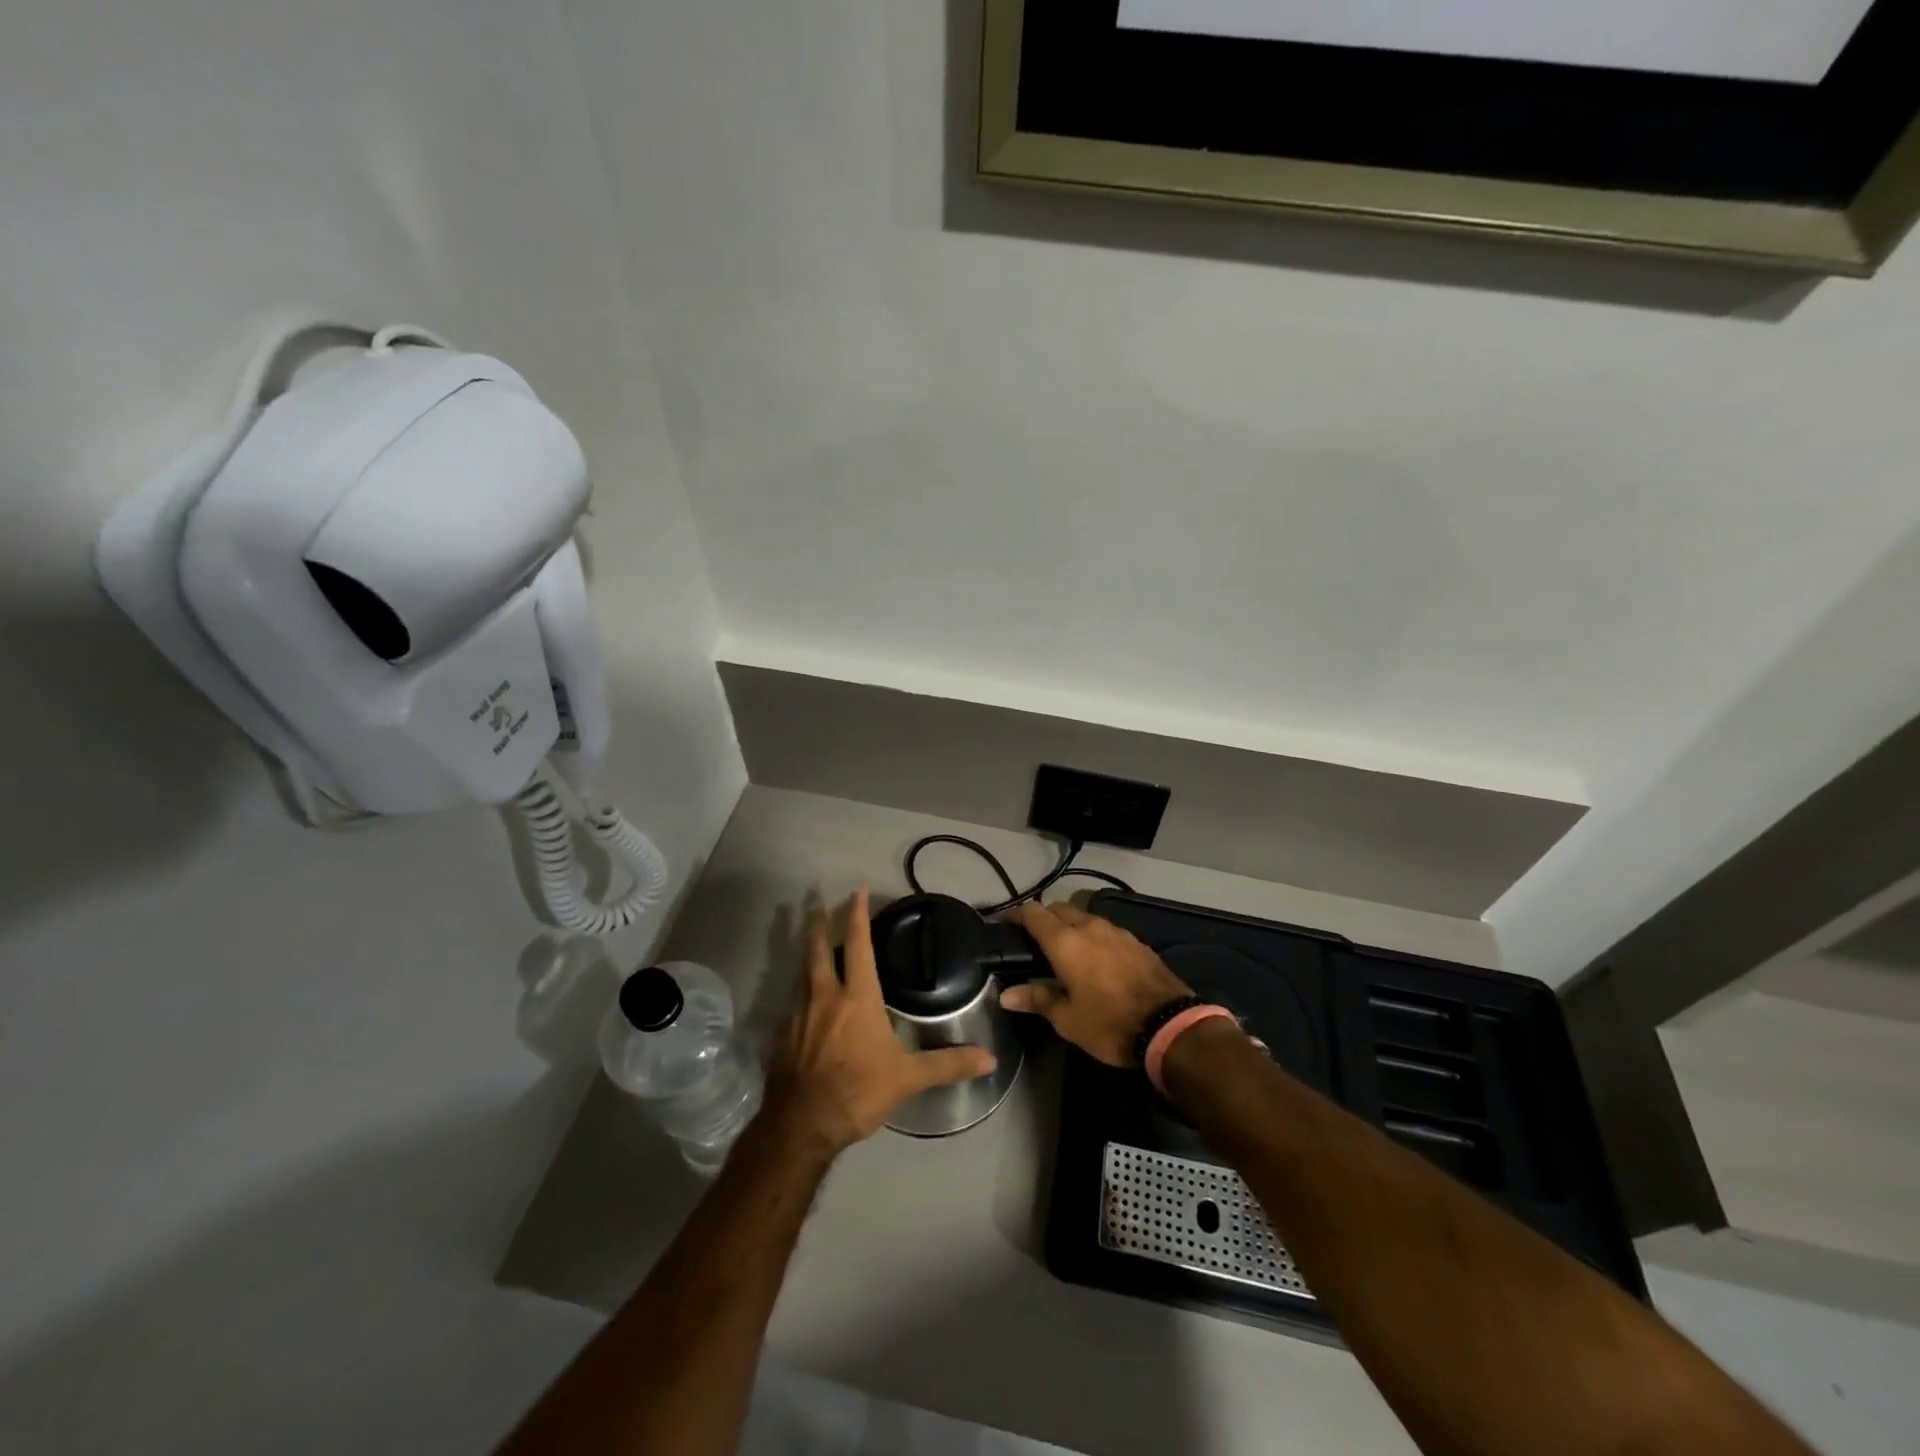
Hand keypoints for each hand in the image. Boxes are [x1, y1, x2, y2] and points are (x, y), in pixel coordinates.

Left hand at [764, 889, 996, 1155]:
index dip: (857, 915)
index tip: (857, 891)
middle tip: (817, 902)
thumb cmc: (858, 1092)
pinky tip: (803, 1002)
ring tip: (811, 943)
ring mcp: (798, 1015)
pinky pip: (791, 1003)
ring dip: (807, 953)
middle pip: (817, 949)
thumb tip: (990, 1058)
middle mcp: (824, 997)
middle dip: (818, 924)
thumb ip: (948, 1064)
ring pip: (801, 973)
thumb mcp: (908, 1078)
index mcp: (857, 998)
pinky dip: (799, 991)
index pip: (858, 945)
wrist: (801, 1126)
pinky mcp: (781, 1036)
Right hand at [1000, 901, 1192, 1066]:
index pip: (1033, 912)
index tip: (1007, 926)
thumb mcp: (1067, 1019)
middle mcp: (1089, 926)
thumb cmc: (1109, 1023)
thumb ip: (1037, 999)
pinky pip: (1105, 929)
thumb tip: (1006, 994)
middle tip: (1035, 941)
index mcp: (1065, 941)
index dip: (1017, 916)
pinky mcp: (1136, 941)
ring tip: (1066, 950)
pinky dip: (1093, 936)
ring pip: (1084, 916)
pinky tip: (1096, 958)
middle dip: (1044, 918)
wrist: (1170, 1026)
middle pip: (1059, 908)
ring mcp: (1116, 931)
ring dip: (1071, 926)